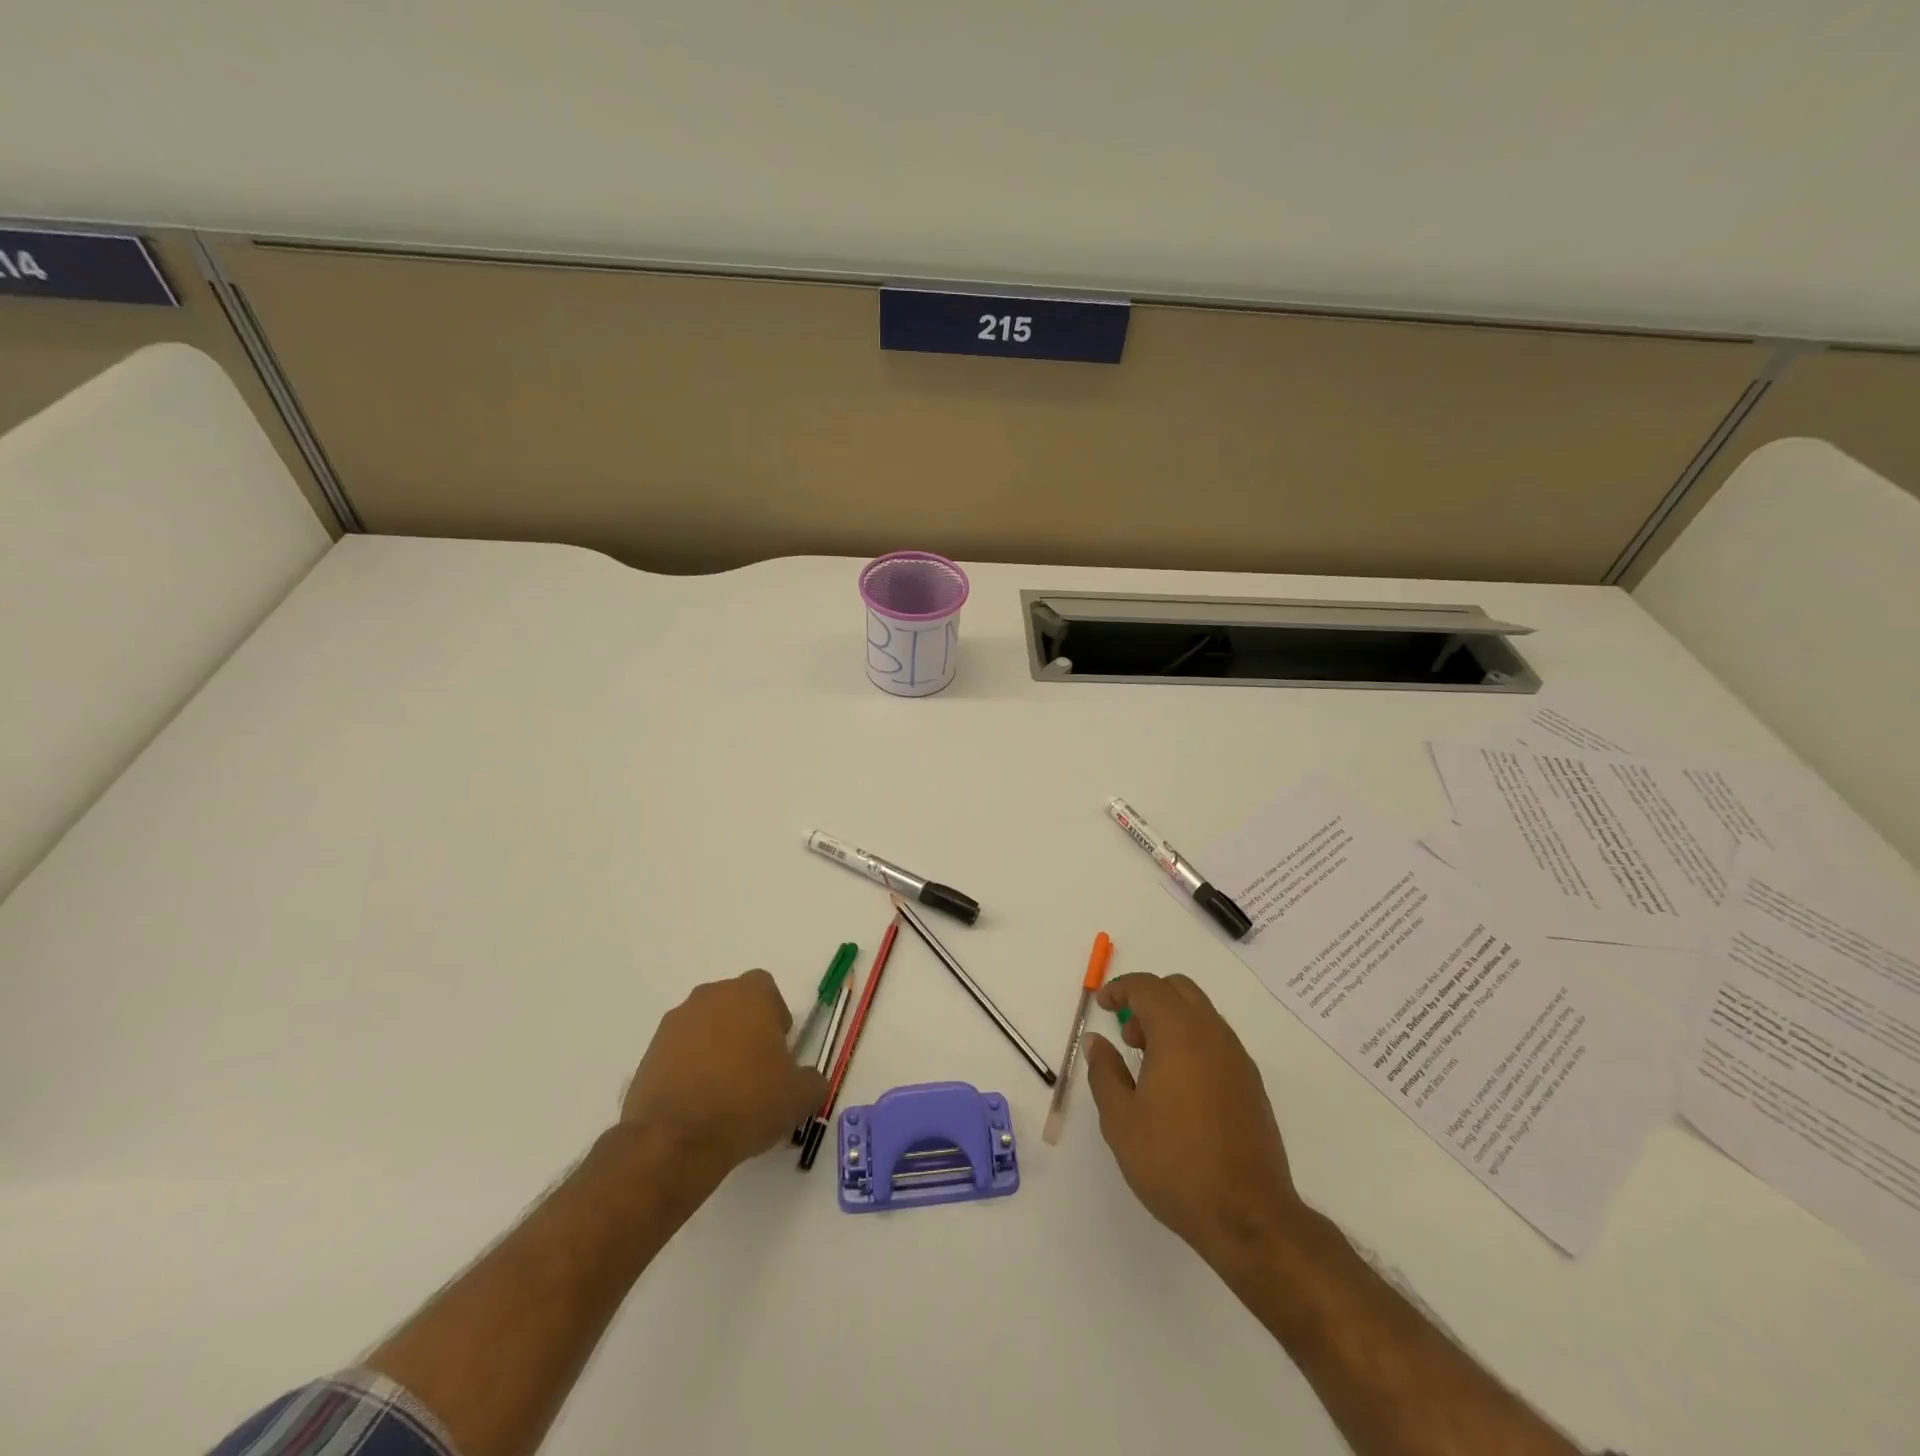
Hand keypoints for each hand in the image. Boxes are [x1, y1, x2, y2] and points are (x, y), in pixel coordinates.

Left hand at [620, 970, 827, 1188]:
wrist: (675, 1140)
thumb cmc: (747, 1103)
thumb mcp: (799, 1096)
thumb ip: (812, 1079)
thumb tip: (807, 1079)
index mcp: (749, 994)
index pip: (766, 989)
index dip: (775, 1016)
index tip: (779, 1049)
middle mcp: (710, 997)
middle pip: (734, 1004)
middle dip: (745, 1029)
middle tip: (755, 1070)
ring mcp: (675, 1023)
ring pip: (705, 1026)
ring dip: (715, 1048)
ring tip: (724, 1091)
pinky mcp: (649, 1053)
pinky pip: (679, 1052)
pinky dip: (689, 1069)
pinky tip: (698, 1103)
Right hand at [1085, 973, 1309, 1269]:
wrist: (1248, 1216)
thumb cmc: (1174, 1163)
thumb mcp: (1121, 1120)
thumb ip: (1105, 1072)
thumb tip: (1096, 1041)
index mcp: (1179, 1034)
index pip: (1148, 987)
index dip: (1120, 989)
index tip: (1102, 1006)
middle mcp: (1213, 1035)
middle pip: (1179, 990)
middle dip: (1148, 999)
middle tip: (1127, 1035)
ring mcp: (1238, 1058)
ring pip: (1201, 1014)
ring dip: (1171, 1021)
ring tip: (1149, 1066)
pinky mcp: (1251, 1084)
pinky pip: (1217, 1041)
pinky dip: (1192, 1042)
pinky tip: (1178, 1088)